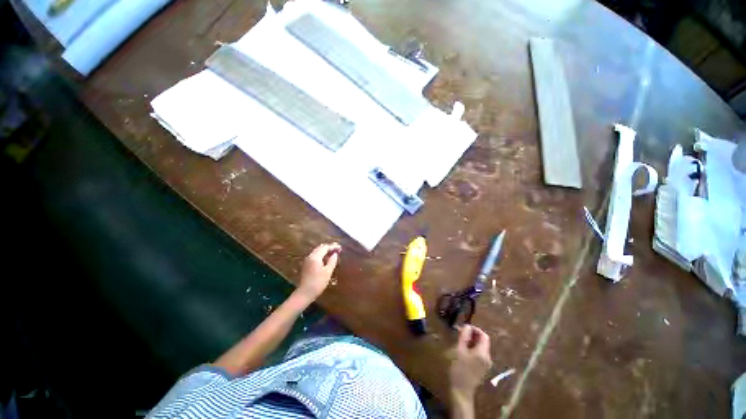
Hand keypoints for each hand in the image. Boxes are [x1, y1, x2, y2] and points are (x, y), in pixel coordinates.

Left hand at [298, 243, 340, 299]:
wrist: (305, 293)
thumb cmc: (318, 283)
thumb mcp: (328, 272)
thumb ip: (332, 261)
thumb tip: (335, 254)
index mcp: (315, 257)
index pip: (325, 247)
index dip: (333, 247)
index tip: (340, 248)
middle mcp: (310, 256)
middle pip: (320, 248)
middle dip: (329, 247)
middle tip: (337, 249)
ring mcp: (307, 260)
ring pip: (317, 251)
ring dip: (325, 251)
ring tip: (333, 253)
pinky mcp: (306, 265)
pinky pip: (315, 256)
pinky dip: (321, 255)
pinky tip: (326, 259)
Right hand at [449, 325, 492, 401]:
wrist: (461, 391)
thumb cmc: (459, 369)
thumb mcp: (459, 350)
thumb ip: (464, 336)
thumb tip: (467, 326)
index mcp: (483, 353)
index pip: (484, 335)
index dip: (475, 329)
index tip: (464, 327)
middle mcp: (487, 358)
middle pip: (483, 342)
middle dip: (473, 335)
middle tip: (461, 333)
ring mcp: (486, 364)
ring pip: (481, 348)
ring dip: (472, 342)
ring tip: (460, 340)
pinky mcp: (482, 369)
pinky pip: (479, 354)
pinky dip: (473, 349)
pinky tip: (463, 351)